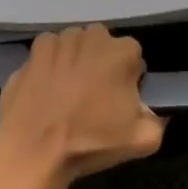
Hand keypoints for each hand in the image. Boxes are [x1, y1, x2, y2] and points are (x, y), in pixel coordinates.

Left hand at [0, 24, 165, 188]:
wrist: (32, 152)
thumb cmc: (89, 143)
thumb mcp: (142, 141)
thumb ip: (156, 120)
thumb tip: (149, 112)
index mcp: (121, 52)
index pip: (133, 56)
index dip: (129, 78)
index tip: (119, 101)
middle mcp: (90, 36)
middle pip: (102, 46)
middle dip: (101, 64)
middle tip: (94, 97)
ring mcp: (58, 41)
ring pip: (74, 46)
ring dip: (75, 62)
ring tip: (68, 94)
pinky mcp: (32, 52)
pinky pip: (48, 53)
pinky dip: (49, 65)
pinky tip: (46, 90)